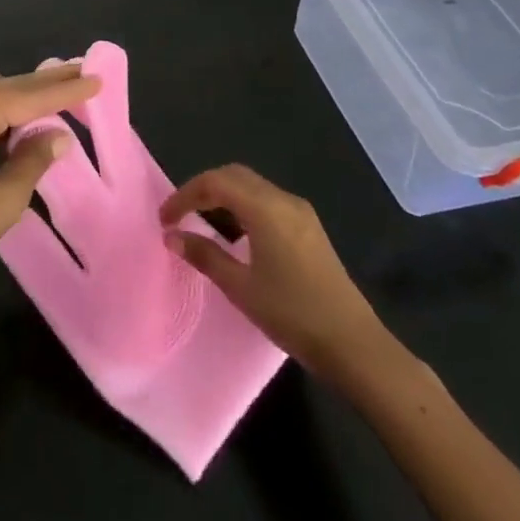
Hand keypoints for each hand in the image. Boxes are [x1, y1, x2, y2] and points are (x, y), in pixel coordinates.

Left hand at [0, 65, 99, 320]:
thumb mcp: (2, 200)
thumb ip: (33, 159)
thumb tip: (59, 134)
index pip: (23, 96)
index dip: (63, 91)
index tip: (97, 77)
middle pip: (5, 87)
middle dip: (45, 85)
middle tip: (85, 74)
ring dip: (23, 97)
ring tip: (64, 93)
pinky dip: (1, 112)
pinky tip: (26, 118)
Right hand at [160, 165, 394, 388]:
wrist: (354, 345)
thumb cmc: (292, 314)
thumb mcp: (240, 287)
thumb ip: (204, 255)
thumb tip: (172, 236)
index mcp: (265, 208)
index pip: (214, 182)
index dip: (184, 195)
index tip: (165, 219)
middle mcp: (283, 200)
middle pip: (234, 175)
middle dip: (202, 189)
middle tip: (181, 215)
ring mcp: (301, 213)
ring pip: (252, 186)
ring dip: (223, 197)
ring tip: (202, 224)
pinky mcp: (310, 228)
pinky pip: (267, 201)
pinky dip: (243, 207)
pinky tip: (236, 236)